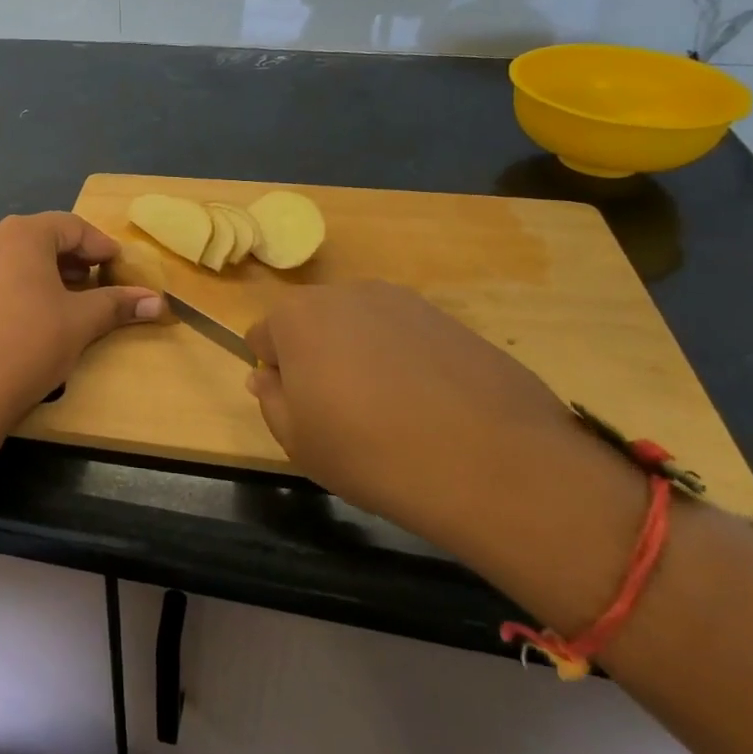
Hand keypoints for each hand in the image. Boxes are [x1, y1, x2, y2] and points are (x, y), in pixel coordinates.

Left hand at [0, 213, 162, 427]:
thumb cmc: (32, 343)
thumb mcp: (82, 321)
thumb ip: (118, 304)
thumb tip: (158, 302)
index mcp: (22, 234)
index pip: (72, 226)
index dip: (101, 245)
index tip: (121, 267)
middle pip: (44, 237)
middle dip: (76, 258)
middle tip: (100, 281)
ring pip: (20, 257)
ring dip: (51, 272)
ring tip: (74, 298)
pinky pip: (0, 276)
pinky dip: (25, 285)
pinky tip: (39, 313)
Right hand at [246, 282, 636, 569]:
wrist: (489, 461)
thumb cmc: (369, 452)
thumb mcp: (298, 441)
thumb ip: (271, 400)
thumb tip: (267, 376)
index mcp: (297, 316)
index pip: (263, 336)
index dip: (276, 375)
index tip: (300, 409)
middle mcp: (346, 293)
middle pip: (313, 323)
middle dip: (316, 357)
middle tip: (341, 412)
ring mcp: (404, 301)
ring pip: (361, 327)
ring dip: (361, 356)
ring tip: (390, 411)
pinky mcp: (450, 318)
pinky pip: (406, 336)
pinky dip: (406, 361)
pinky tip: (429, 406)